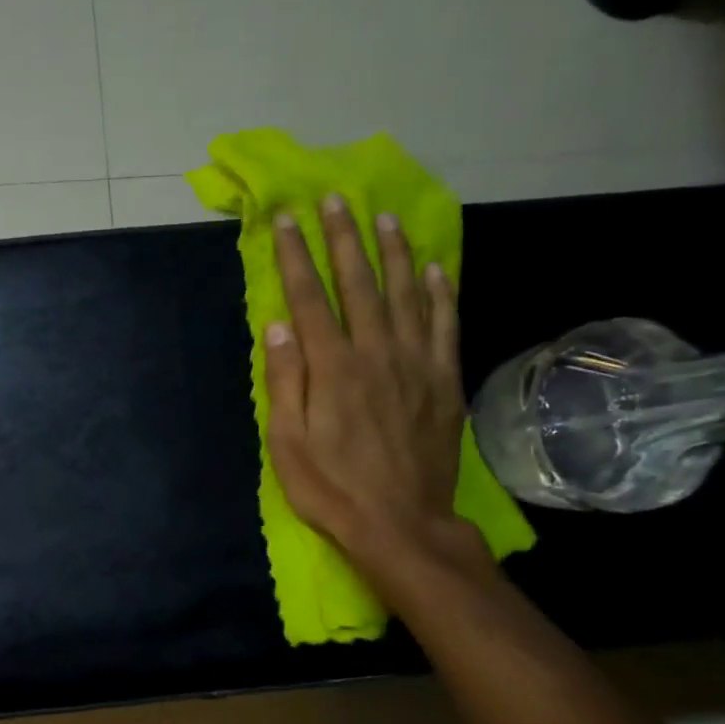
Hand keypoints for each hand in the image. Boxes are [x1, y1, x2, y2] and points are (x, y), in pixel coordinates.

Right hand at [264, 194, 480, 591]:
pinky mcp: (444, 380)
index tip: (287, 219)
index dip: (297, 255)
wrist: (401, 524)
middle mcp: (377, 353)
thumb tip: (278, 325)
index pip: (310, 298)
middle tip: (335, 200)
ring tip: (384, 218)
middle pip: (360, 283)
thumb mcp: (288, 443)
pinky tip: (434, 268)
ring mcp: (417, 364)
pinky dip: (440, 292)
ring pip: (406, 293)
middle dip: (344, 238)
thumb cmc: (332, 488)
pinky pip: (445, 324)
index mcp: (332, 368)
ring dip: (394, 252)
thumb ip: (284, 381)